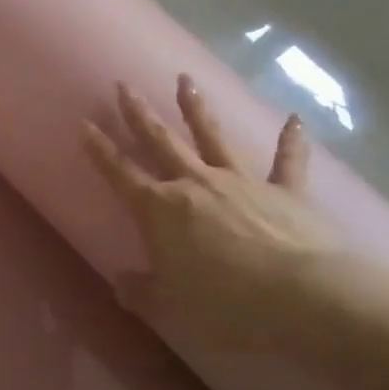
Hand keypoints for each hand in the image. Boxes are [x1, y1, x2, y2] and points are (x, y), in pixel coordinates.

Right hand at [84, 75, 339, 351]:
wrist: (304, 298)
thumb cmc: (225, 305)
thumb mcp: (169, 309)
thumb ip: (140, 293)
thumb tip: (121, 282)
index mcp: (160, 210)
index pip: (120, 173)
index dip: (100, 150)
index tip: (85, 123)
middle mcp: (195, 185)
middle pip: (160, 142)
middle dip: (138, 114)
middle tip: (123, 85)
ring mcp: (241, 183)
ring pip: (212, 137)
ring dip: (197, 108)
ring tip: (186, 80)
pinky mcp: (286, 192)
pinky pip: (288, 161)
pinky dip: (291, 140)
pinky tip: (295, 118)